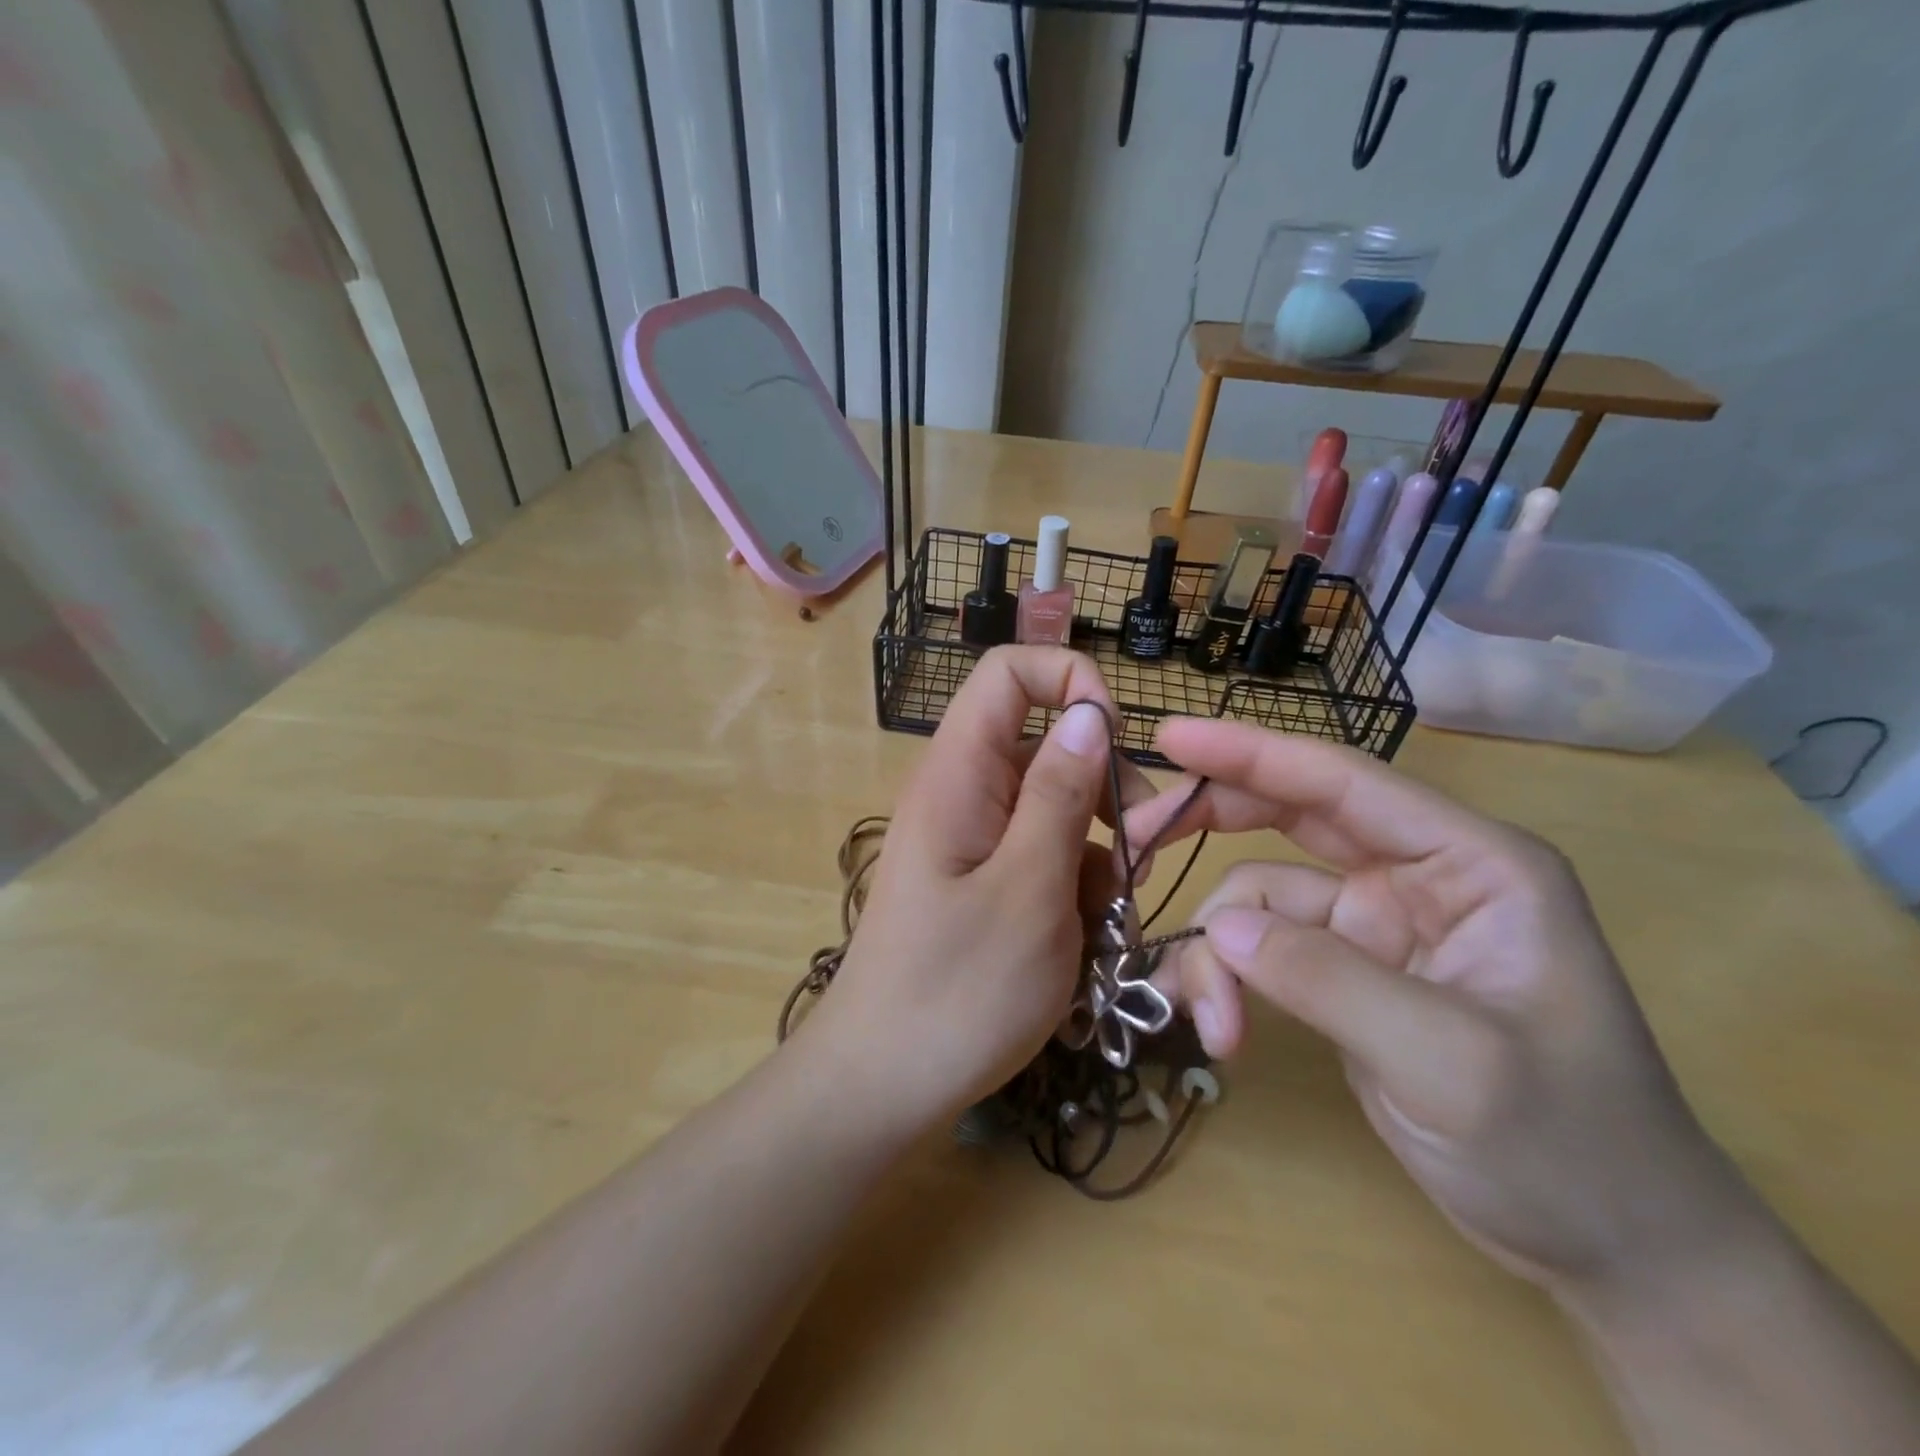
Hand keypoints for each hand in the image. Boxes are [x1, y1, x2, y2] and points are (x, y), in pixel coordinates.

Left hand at [807, 648, 1144, 1134]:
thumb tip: (1088, 711)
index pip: (1007, 673)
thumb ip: (1061, 794)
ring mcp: (970, 841)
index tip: (1118, 743)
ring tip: (1102, 921)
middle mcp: (961, 794)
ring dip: (1095, 854)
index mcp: (959, 773)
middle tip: (1134, 858)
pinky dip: (1072, 889)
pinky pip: (1040, 857)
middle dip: (1102, 790)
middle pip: (1045, 746)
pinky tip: (1080, 943)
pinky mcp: (980, 883)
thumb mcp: (1030, 889)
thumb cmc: (957, 991)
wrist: (881, 1084)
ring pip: (1054, 810)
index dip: (1069, 682)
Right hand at [1129, 718, 1761, 1298]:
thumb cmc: (1570, 1149)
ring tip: (1211, 1023)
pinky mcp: (1342, 974)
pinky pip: (1260, 952)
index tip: (1170, 736)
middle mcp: (1415, 878)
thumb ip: (1329, 981)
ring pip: (1259, 900)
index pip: (1341, 783)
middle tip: (1134, 845)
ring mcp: (1373, 927)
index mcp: (1469, 864)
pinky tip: (1219, 1030)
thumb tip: (1218, 931)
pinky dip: (1228, 982)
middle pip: (1288, 818)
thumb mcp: (1452, 1063)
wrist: (1611, 1251)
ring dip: (1220, 953)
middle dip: (1209, 828)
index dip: (1251, 753)